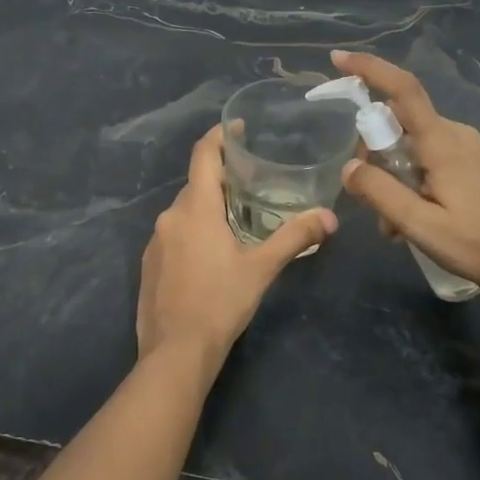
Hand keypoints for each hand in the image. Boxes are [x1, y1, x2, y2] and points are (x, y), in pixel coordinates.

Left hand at [136, 125, 336, 376]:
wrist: (175, 352)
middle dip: (222, 179)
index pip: (203, 155)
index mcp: (195, 208)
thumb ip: (295, 237)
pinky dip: (193, 232)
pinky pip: (174, 235)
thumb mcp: (262, 268)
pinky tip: (211, 255)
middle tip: (252, 182)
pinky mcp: (149, 264)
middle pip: (196, 184)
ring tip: (237, 220)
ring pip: (185, 211)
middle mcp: (170, 217)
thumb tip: (330, 217)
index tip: (237, 127)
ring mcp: (155, 241)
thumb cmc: (220, 302)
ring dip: (208, 208)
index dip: (219, 136)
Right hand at [329, 49, 479, 299]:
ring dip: (390, 175)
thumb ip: (381, 193)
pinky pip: (422, 157)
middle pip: (396, 122)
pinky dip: (406, 180)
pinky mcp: (466, 161)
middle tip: (368, 199)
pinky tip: (408, 219)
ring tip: (392, 224)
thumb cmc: (476, 245)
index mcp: (443, 143)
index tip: (339, 60)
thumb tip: (348, 167)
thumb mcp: (420, 226)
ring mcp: (462, 147)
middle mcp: (453, 134)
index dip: (371, 69)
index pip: (404, 90)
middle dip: (372, 154)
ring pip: (407, 143)